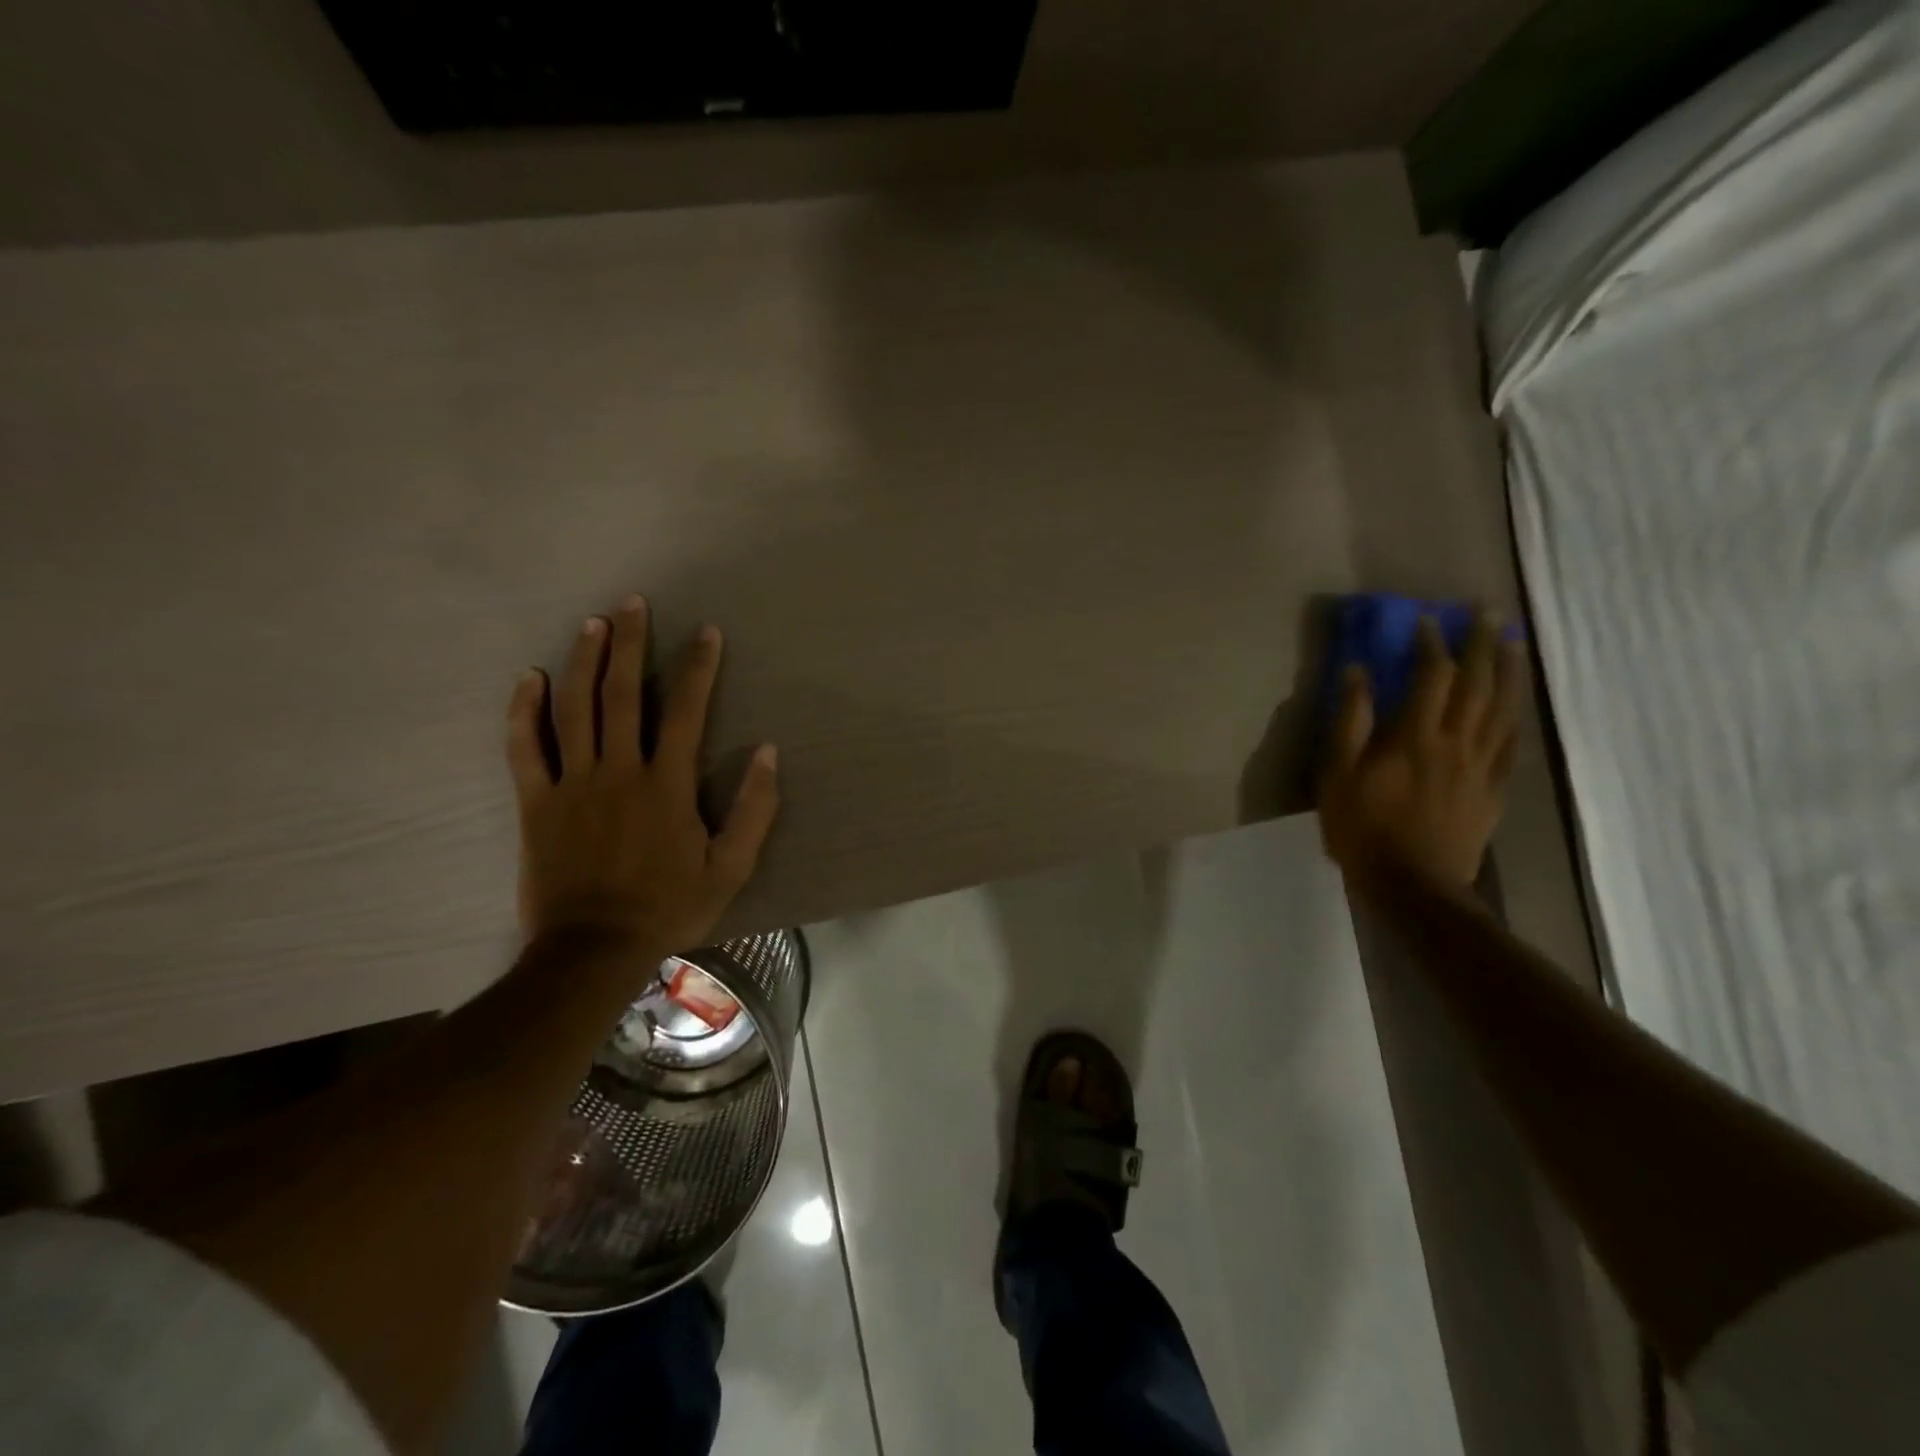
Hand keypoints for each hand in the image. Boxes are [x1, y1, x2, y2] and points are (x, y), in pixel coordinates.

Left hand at [506, 595, 779, 954]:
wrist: (592, 950)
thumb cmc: (669, 907)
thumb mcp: (731, 867)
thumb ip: (754, 809)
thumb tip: (769, 752)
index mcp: (667, 785)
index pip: (686, 711)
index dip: (699, 667)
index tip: (706, 632)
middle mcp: (618, 771)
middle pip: (623, 695)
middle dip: (631, 644)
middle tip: (633, 603)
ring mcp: (572, 784)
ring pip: (574, 709)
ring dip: (584, 661)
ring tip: (592, 623)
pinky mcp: (536, 803)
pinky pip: (524, 748)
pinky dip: (524, 710)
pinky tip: (529, 678)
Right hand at [1318, 612, 1524, 887]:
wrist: (1413, 885)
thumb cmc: (1363, 829)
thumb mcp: (1337, 775)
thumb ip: (1350, 722)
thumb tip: (1357, 672)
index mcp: (1415, 736)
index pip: (1430, 676)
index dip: (1431, 644)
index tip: (1427, 620)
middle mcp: (1455, 742)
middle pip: (1477, 684)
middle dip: (1483, 644)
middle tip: (1489, 612)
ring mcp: (1480, 766)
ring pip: (1502, 709)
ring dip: (1509, 671)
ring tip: (1515, 643)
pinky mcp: (1493, 790)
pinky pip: (1510, 745)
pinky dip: (1514, 718)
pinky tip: (1515, 705)